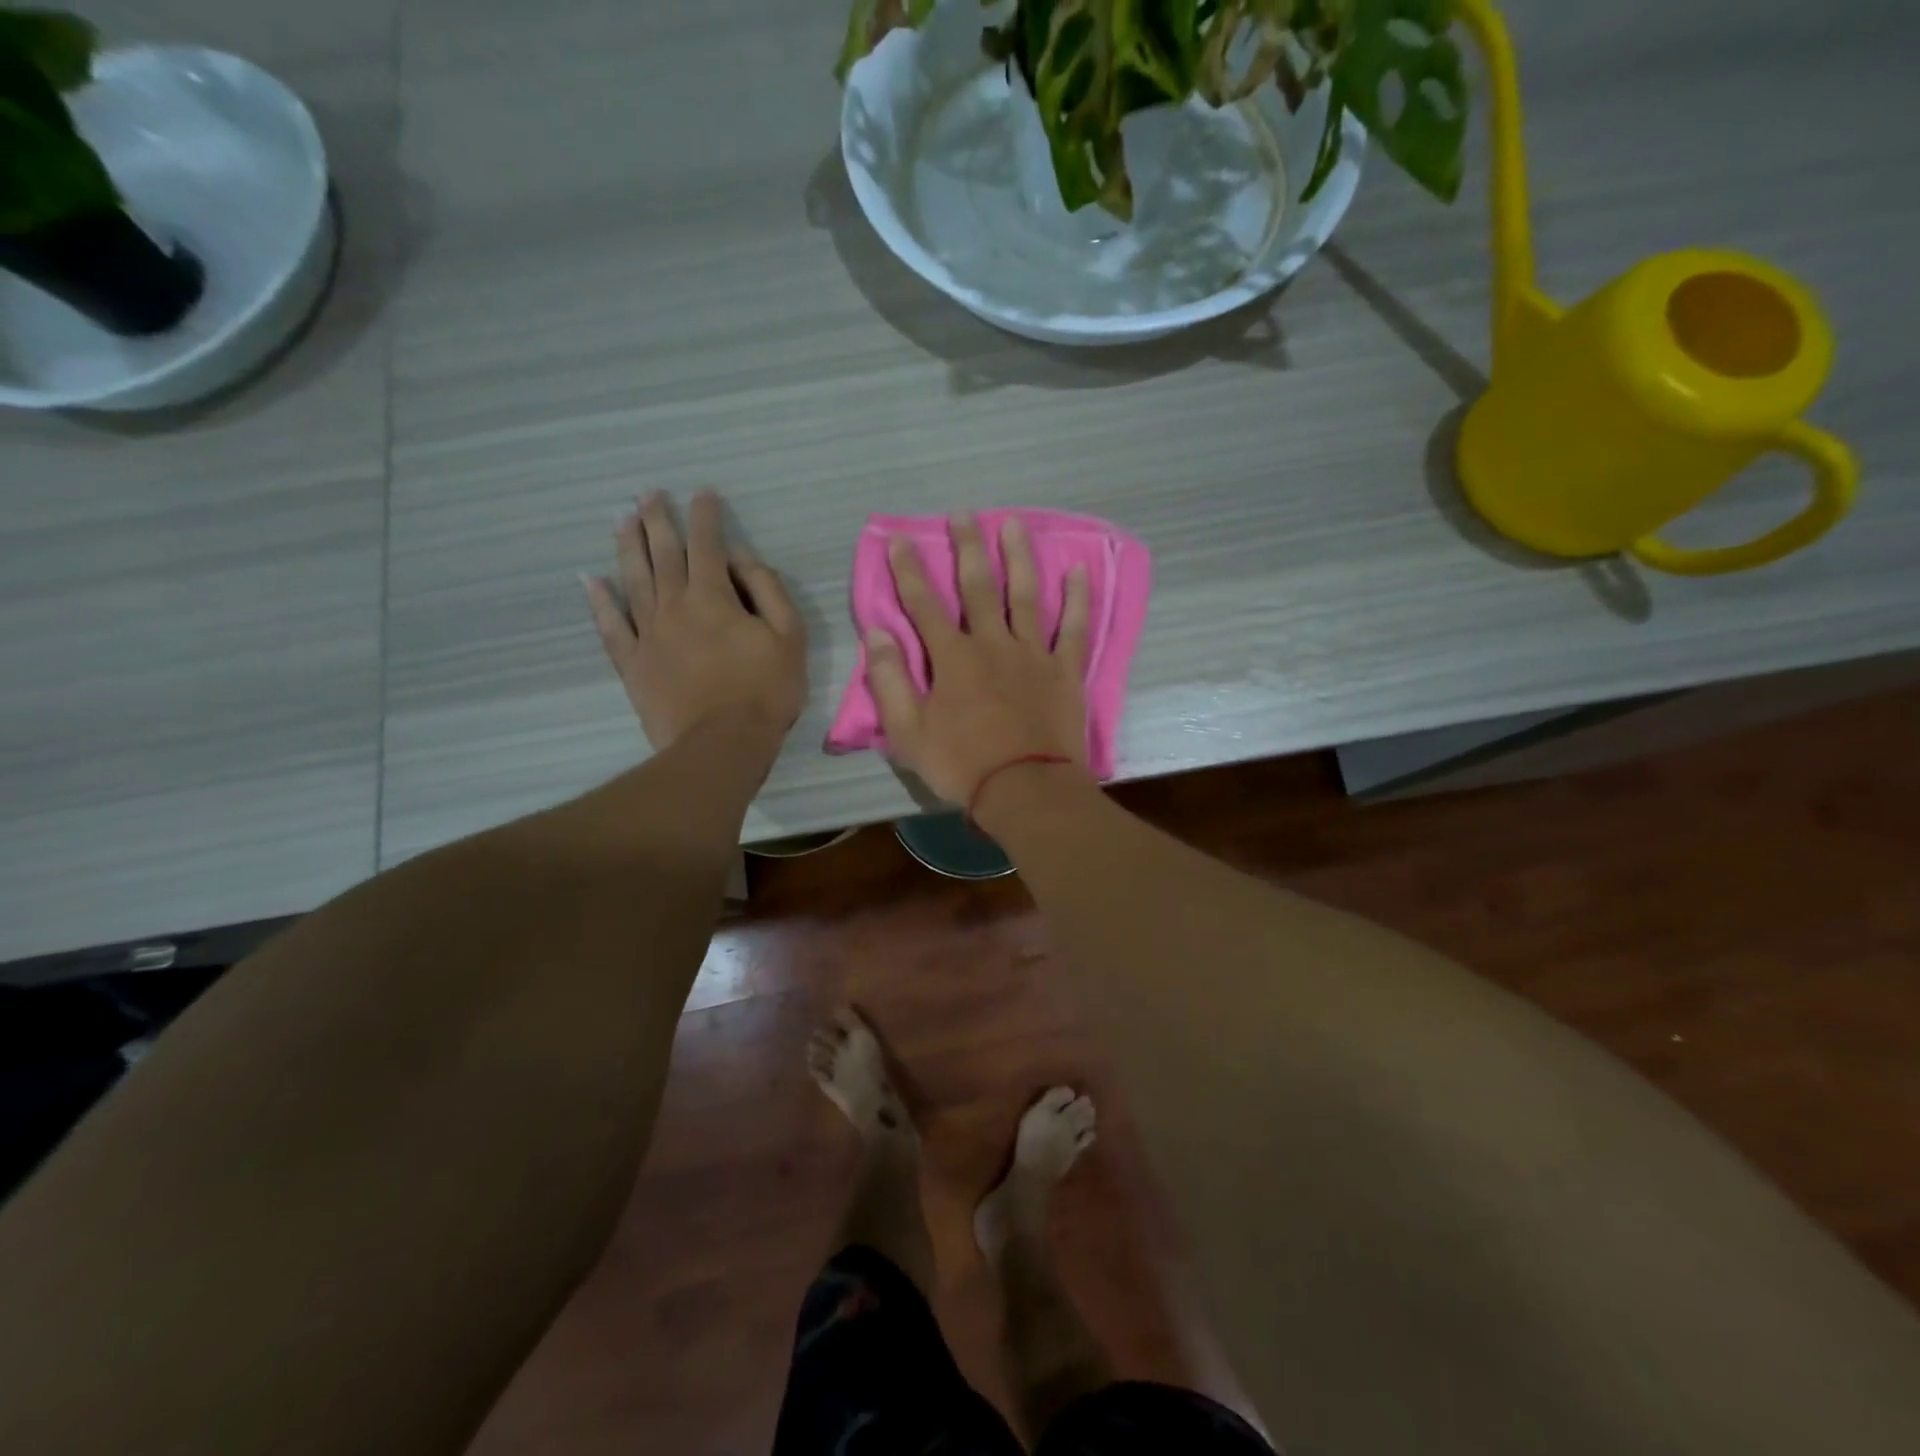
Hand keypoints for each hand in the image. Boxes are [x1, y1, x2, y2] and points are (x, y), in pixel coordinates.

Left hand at [585, 490, 806, 751]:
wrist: (723, 745)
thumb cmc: (765, 691)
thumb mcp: (788, 637)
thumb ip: (767, 590)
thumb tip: (740, 558)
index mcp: (713, 596)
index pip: (707, 544)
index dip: (705, 516)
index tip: (702, 494)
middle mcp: (674, 605)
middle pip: (663, 553)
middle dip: (658, 520)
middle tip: (649, 494)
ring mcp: (648, 634)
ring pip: (633, 579)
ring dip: (628, 547)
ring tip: (621, 520)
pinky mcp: (633, 663)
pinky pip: (610, 626)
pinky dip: (599, 601)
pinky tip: (591, 580)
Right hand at [866, 512, 1091, 804]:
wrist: (1025, 791)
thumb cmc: (962, 765)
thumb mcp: (908, 732)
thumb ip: (890, 681)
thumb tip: (877, 633)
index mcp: (953, 659)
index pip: (924, 604)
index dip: (909, 570)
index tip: (900, 539)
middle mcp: (992, 644)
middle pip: (978, 587)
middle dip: (967, 548)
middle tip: (963, 514)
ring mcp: (1032, 654)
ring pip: (1025, 595)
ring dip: (1018, 557)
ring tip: (1013, 524)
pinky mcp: (1064, 671)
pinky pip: (1073, 628)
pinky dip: (1077, 598)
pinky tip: (1078, 569)